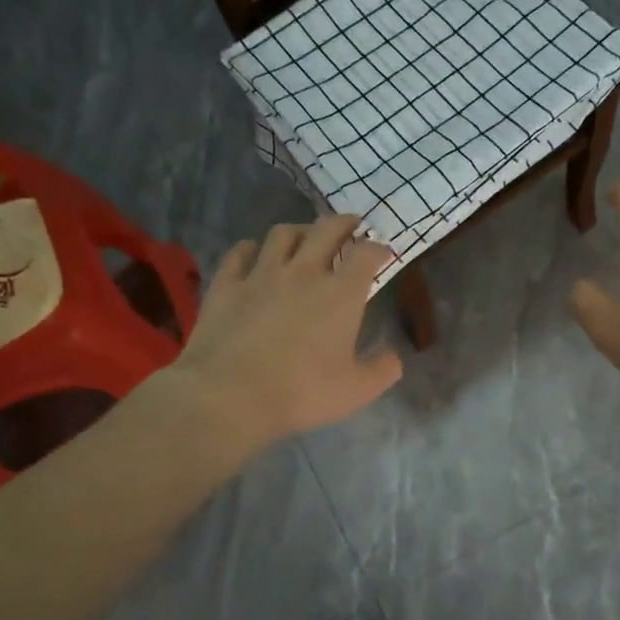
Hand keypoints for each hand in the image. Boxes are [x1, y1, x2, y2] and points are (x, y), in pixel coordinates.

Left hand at [161, 215, 401, 453]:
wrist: (229, 396)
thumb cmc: (301, 393)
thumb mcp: (357, 391)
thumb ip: (383, 369)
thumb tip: (393, 355)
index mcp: (341, 294)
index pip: (367, 254)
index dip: (379, 248)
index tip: (384, 253)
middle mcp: (303, 272)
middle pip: (327, 230)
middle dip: (345, 223)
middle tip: (352, 225)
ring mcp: (261, 275)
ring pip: (282, 234)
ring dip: (300, 230)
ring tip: (306, 236)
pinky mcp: (226, 285)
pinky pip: (239, 253)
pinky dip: (252, 248)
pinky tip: (254, 253)